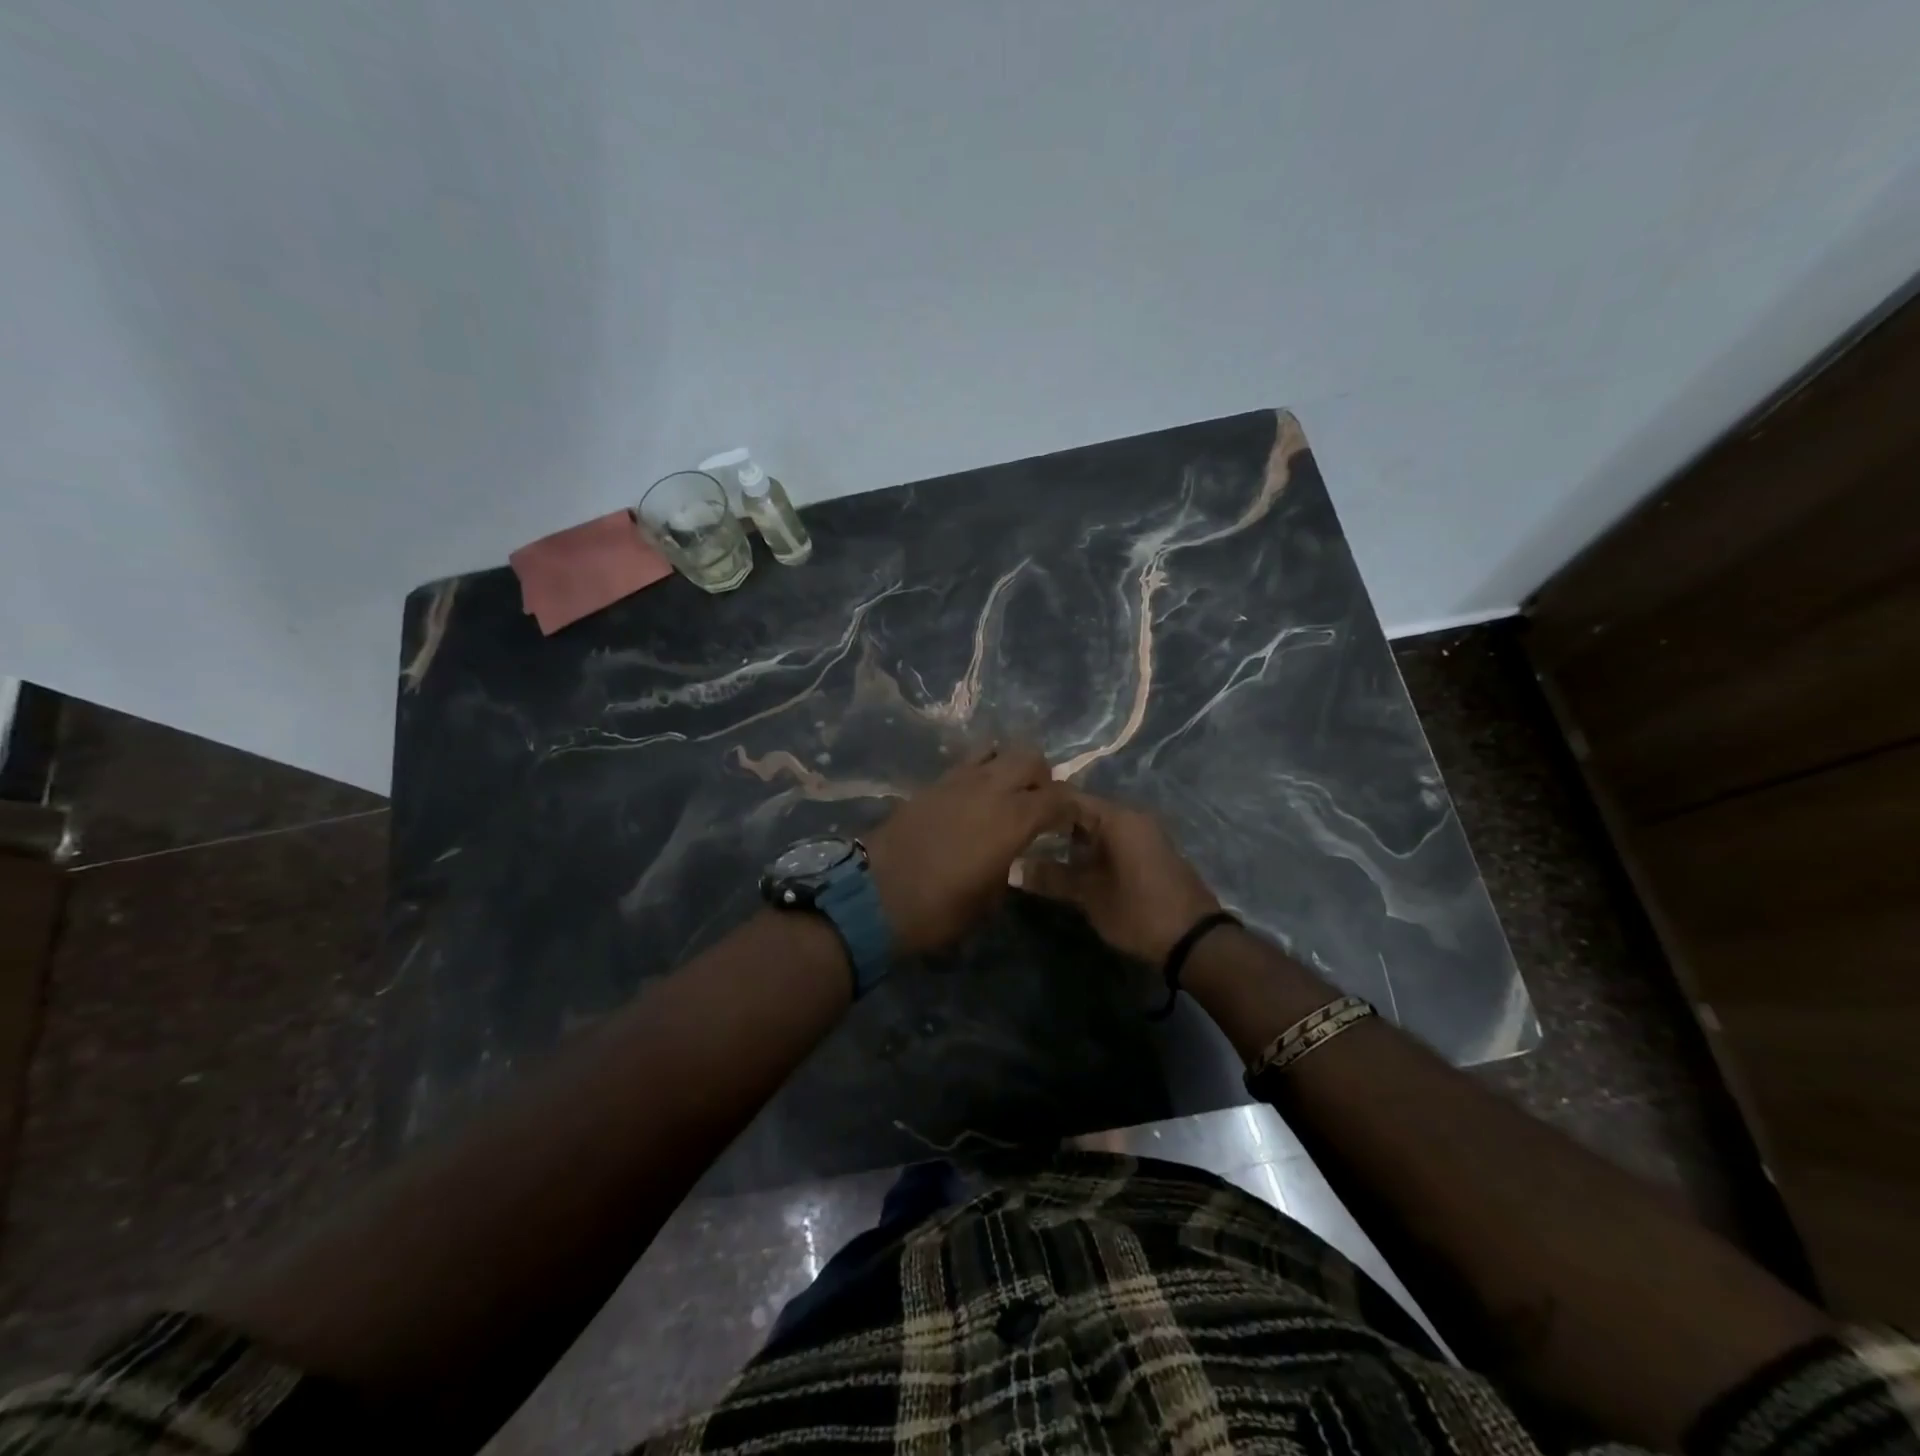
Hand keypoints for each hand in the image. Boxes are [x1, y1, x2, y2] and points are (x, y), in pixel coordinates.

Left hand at [863, 745, 1073, 956]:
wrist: (875, 896)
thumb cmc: (940, 909)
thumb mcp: (989, 899)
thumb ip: (1010, 865)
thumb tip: (1012, 853)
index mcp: (1013, 818)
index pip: (1058, 797)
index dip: (1071, 808)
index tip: (1071, 822)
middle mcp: (990, 788)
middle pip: (1029, 757)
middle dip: (1041, 776)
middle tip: (1037, 804)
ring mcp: (958, 780)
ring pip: (996, 750)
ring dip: (1008, 767)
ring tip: (1005, 796)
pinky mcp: (932, 783)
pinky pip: (967, 764)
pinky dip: (980, 772)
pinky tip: (974, 800)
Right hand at [1020, 790, 1220, 963]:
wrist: (1195, 940)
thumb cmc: (1138, 910)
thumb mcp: (1089, 895)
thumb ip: (1050, 877)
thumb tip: (1012, 868)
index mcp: (1117, 817)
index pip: (1069, 797)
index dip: (1040, 806)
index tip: (1011, 816)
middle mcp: (1132, 816)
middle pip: (1083, 810)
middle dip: (1052, 823)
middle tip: (1020, 837)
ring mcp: (1144, 833)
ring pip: (1098, 826)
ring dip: (1071, 838)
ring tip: (1038, 852)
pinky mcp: (1150, 852)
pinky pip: (1113, 839)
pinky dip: (1091, 848)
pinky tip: (1071, 865)